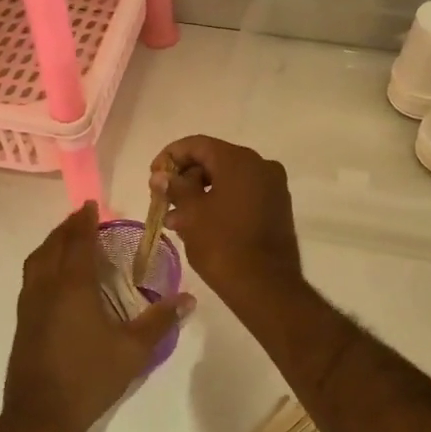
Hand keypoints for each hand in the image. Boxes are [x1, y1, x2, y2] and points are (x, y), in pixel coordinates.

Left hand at [3, 202, 190, 431]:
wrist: (40, 415)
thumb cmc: (89, 377)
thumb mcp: (133, 351)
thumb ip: (160, 322)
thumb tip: (189, 299)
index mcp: (72, 287)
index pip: (77, 242)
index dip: (84, 221)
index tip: (91, 205)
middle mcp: (46, 288)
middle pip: (52, 246)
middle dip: (67, 228)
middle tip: (83, 218)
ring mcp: (30, 305)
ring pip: (36, 261)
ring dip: (52, 244)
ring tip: (68, 241)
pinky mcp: (23, 322)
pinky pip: (32, 278)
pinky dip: (44, 263)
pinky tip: (56, 278)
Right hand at [153, 136, 302, 303]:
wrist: (265, 286)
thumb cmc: (222, 244)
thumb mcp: (191, 214)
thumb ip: (175, 188)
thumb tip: (160, 176)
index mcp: (240, 160)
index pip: (198, 145)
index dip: (170, 156)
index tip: (153, 177)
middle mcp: (261, 166)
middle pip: (214, 161)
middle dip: (185, 179)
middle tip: (163, 201)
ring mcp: (273, 188)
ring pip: (228, 181)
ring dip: (200, 195)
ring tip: (175, 221)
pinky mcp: (277, 209)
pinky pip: (242, 196)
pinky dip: (220, 204)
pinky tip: (199, 225)